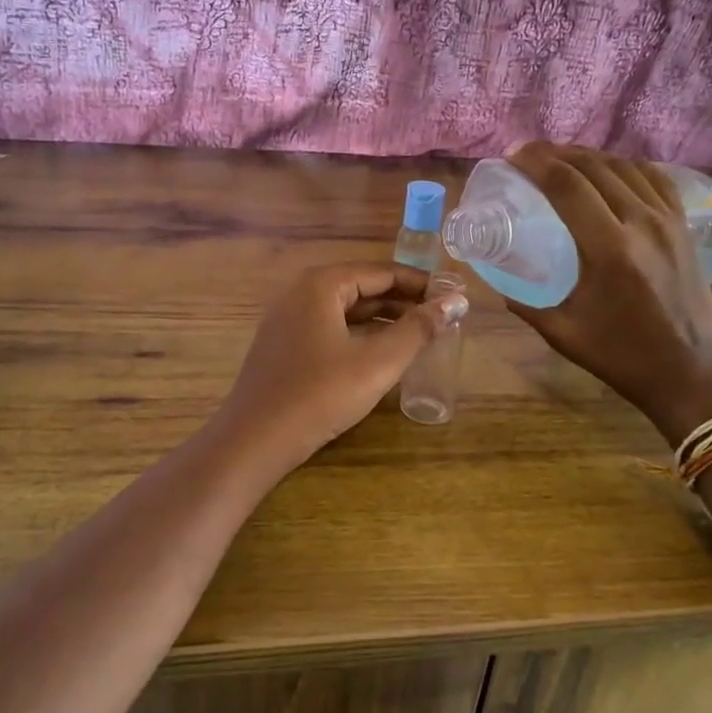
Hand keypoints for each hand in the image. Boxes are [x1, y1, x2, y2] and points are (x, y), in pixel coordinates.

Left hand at [212, 262, 468, 474]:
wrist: (254, 440)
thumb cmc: (320, 395)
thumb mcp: (377, 362)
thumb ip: (419, 329)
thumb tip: (456, 302)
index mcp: (322, 284)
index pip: (382, 272)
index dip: (421, 284)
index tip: (454, 297)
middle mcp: (301, 292)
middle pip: (363, 287)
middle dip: (404, 301)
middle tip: (443, 317)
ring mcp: (288, 318)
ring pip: (346, 309)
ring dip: (383, 319)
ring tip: (421, 334)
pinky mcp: (284, 345)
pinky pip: (330, 327)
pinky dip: (360, 333)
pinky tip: (381, 352)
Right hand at [504, 142, 711, 445]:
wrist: (692, 373)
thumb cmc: (623, 357)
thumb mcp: (563, 333)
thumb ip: (525, 303)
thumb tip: (499, 281)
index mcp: (608, 249)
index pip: (567, 185)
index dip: (536, 163)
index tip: (512, 157)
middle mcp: (641, 223)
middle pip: (594, 167)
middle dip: (556, 153)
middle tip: (529, 155)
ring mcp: (668, 221)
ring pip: (625, 167)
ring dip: (589, 156)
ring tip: (563, 159)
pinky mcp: (684, 227)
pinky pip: (655, 179)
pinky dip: (626, 166)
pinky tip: (610, 170)